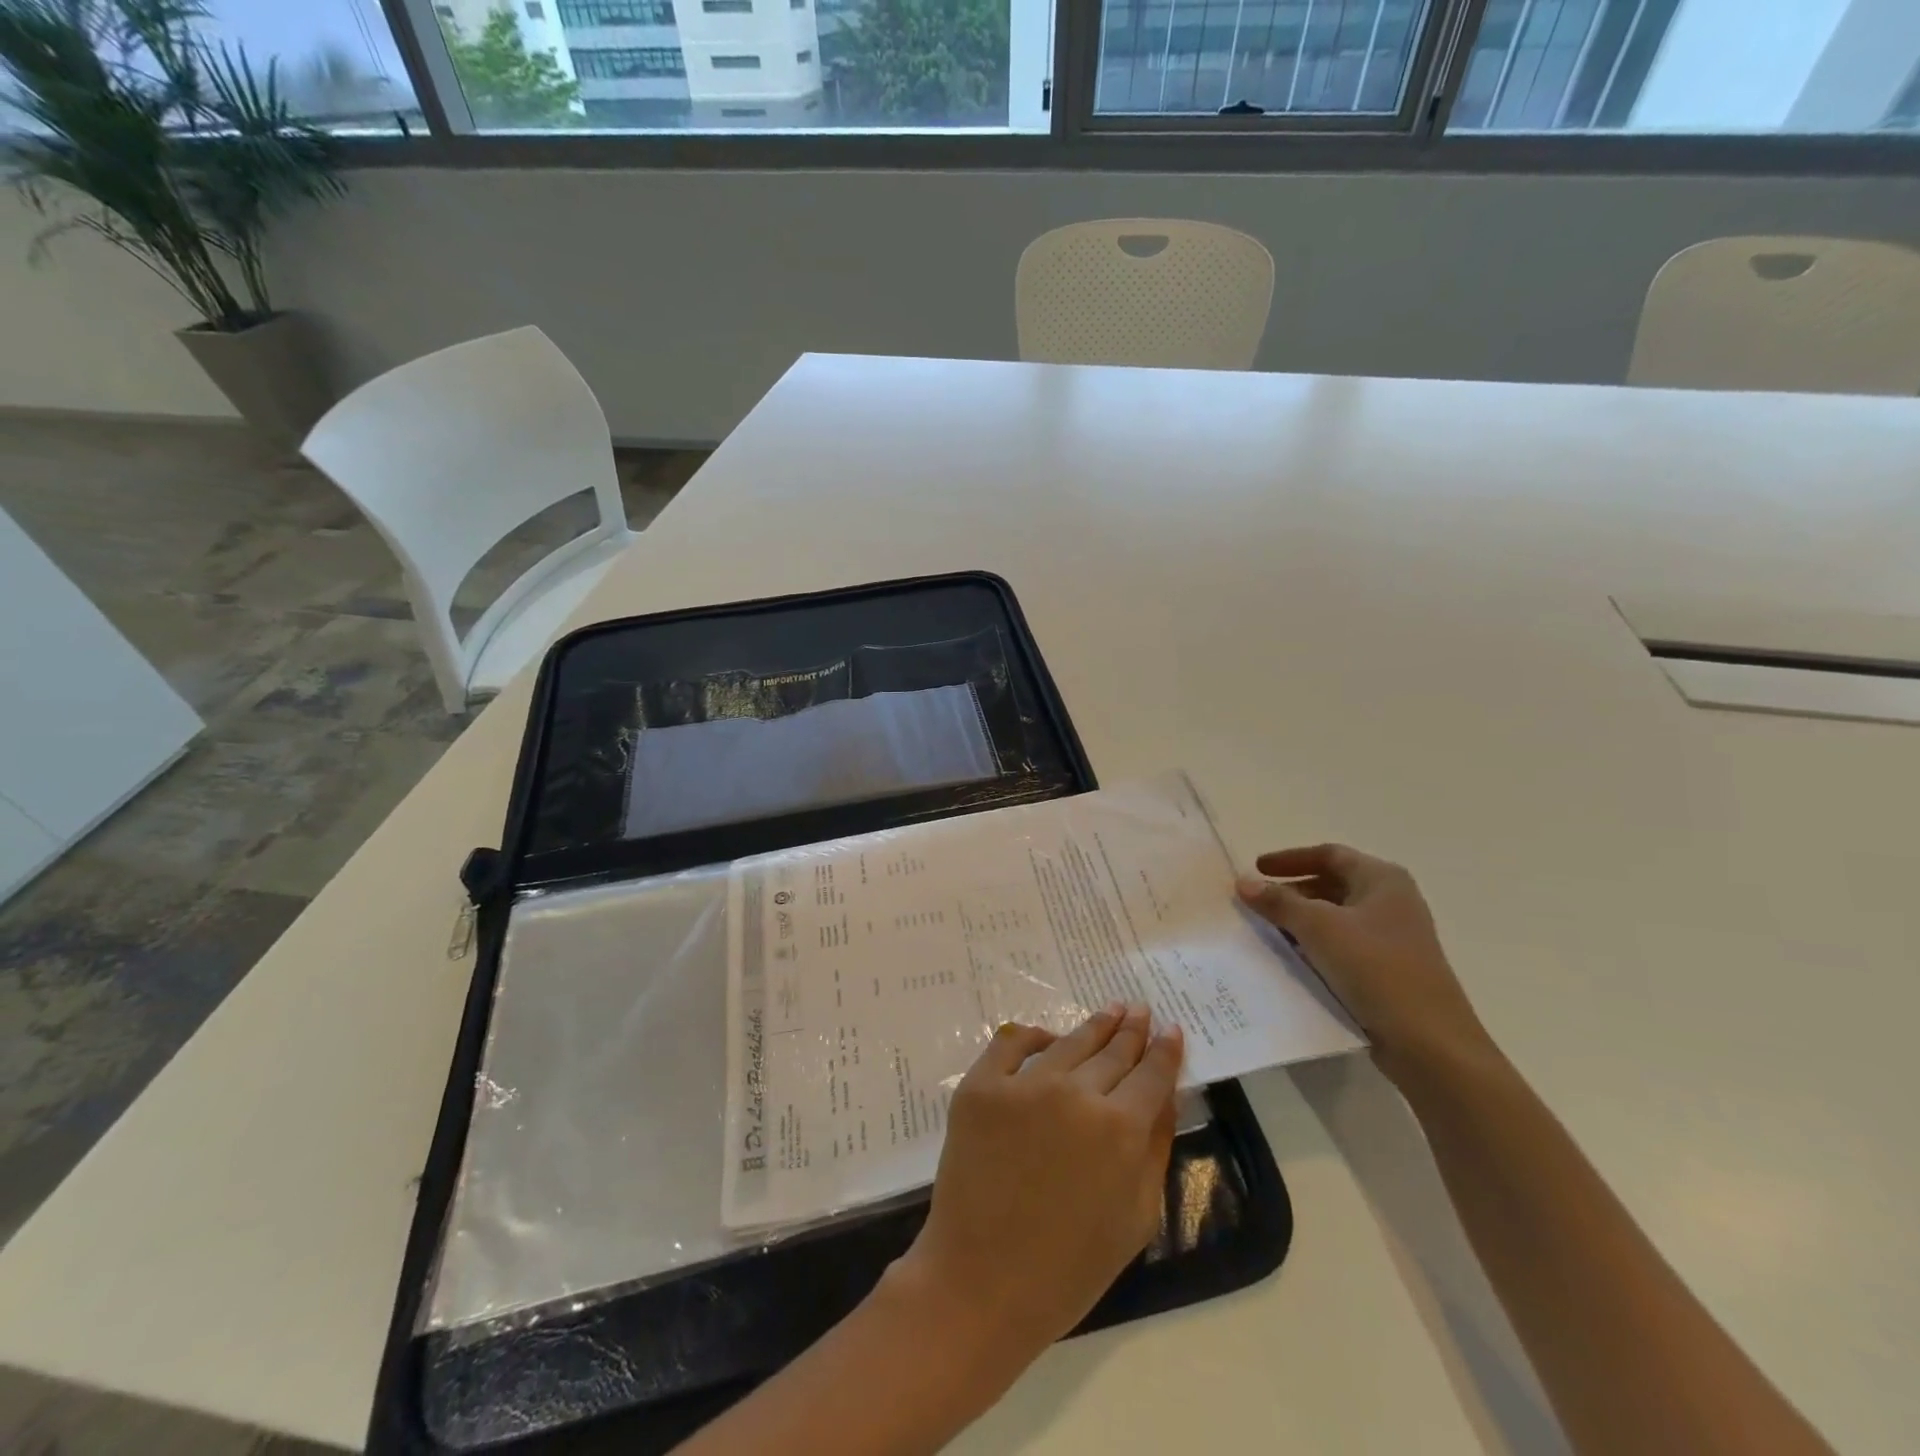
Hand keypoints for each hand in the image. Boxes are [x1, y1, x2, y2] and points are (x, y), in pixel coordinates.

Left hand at [887, 1004, 1183, 1365]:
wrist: (981, 1282)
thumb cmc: (1070, 1267)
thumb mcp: (1136, 1217)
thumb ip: (1155, 1148)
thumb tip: (1167, 1094)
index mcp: (1120, 1128)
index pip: (1151, 1074)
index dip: (1165, 1050)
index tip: (1172, 1029)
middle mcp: (1075, 1093)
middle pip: (1113, 1051)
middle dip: (1131, 1030)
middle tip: (1139, 1009)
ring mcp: (1023, 1084)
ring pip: (1069, 1042)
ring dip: (1094, 1025)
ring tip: (1109, 1010)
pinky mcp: (981, 1085)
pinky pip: (1011, 1043)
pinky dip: (1034, 1036)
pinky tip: (1049, 1036)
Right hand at [1237, 845, 1490, 1079]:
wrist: (1428, 1043)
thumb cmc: (1376, 969)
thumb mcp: (1319, 928)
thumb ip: (1278, 902)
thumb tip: (1244, 882)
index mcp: (1383, 880)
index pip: (1329, 854)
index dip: (1290, 859)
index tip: (1256, 869)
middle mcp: (1391, 903)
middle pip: (1332, 885)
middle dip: (1292, 892)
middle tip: (1256, 904)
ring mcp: (1392, 939)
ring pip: (1335, 919)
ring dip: (1300, 922)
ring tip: (1265, 932)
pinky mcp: (1388, 971)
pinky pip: (1342, 948)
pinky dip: (1314, 947)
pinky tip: (1290, 961)